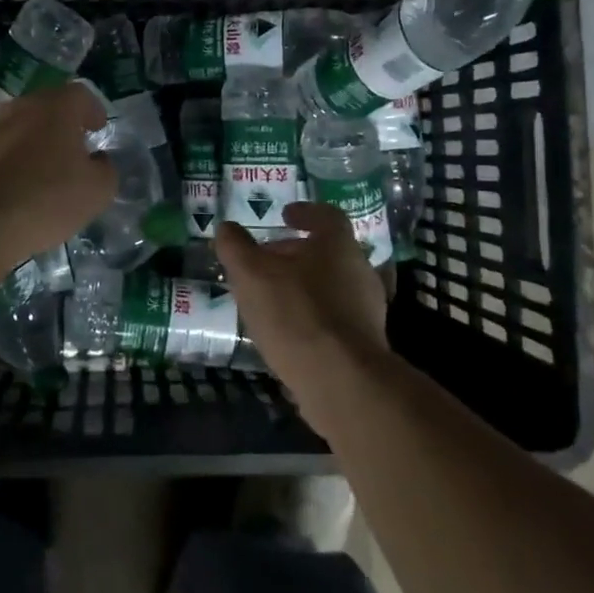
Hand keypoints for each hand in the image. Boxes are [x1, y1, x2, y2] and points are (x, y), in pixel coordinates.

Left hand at [0, 84, 116, 263]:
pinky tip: (8, 186)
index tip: (97, 128)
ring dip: (29, 140)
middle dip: (59, 124)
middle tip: (70, 148)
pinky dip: (4, 160)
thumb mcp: (98, 190)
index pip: (79, 94)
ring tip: (38, 169)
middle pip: (44, 107)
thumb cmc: (48, 199)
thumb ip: (105, 168)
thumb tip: (97, 161)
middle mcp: (18, 107)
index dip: (92, 110)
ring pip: (15, 126)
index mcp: (55, 108)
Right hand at [217, 202, 390, 415]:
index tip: (285, 216)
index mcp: (338, 244)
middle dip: (297, 253)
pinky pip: (335, 318)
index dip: (304, 212)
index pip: (326, 215)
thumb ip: (235, 247)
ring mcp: (367, 309)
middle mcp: (360, 270)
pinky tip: (289, 332)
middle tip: (268, 261)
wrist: (342, 380)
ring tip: (272, 299)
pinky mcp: (366, 343)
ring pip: (332, 285)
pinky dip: (312, 316)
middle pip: (328, 252)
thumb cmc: (296, 313)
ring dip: (304, 286)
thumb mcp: (251, 274)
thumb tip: (226, 228)